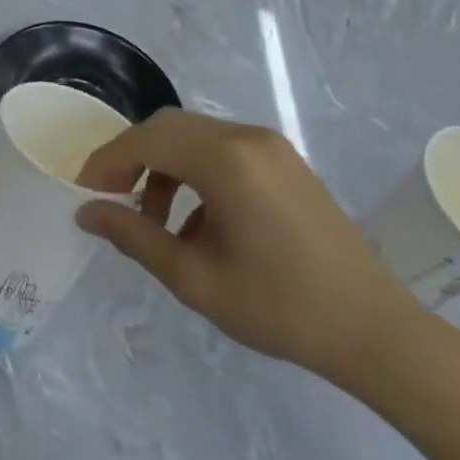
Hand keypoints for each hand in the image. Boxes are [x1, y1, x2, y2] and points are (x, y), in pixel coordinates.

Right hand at [75, 110, 425, 386]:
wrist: (375, 330)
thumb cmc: (279, 307)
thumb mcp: (194, 278)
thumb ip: (134, 237)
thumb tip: (87, 213)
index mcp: (225, 159)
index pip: (146, 140)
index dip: (108, 161)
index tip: (84, 191)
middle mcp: (247, 137)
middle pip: (169, 128)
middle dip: (133, 158)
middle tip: (112, 199)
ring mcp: (271, 146)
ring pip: (195, 137)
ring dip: (164, 167)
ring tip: (156, 221)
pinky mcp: (285, 162)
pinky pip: (224, 150)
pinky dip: (195, 173)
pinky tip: (197, 223)